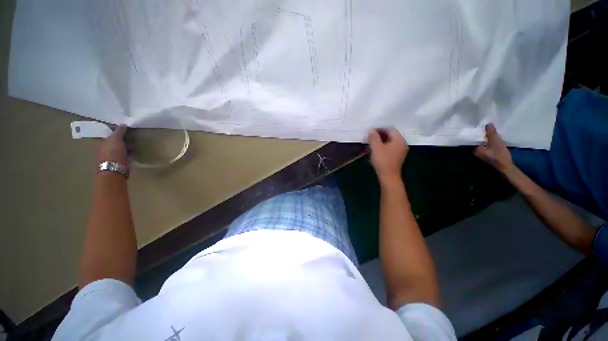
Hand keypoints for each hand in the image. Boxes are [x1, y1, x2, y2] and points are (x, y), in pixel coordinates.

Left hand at [97, 125, 128, 164]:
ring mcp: (112, 154)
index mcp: (100, 141)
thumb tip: (123, 124)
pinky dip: (129, 151)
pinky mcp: (119, 159)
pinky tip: (133, 150)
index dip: (113, 128)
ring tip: (132, 141)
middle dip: (121, 136)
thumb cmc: (113, 152)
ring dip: (126, 144)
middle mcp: (104, 146)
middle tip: (129, 134)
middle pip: (113, 139)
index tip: (122, 127)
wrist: (116, 168)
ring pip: (119, 146)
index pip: (105, 131)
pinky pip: (125, 152)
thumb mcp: (116, 138)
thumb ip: (119, 131)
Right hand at [368, 128, 408, 180]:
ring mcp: (400, 151)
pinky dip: (383, 146)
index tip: (370, 131)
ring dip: (381, 141)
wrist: (388, 176)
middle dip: (380, 135)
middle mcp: (402, 144)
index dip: (380, 129)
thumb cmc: (382, 160)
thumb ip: (373, 137)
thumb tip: (371, 130)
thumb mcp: (376, 147)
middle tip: (370, 137)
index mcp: (399, 140)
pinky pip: (390, 148)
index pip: (390, 129)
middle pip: (391, 135)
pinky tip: (376, 150)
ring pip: (390, 142)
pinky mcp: (397, 157)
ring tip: (371, 143)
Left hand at [474, 123, 513, 172]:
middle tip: (485, 125)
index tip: (479, 125)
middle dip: (482, 133)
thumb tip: (488, 124)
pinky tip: (493, 136)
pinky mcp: (487, 153)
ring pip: (483, 141)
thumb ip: (491, 133)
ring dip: (487, 136)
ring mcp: (481, 152)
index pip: (473, 138)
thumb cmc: (500, 154)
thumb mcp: (496, 142)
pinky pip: (487, 144)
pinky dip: (489, 140)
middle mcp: (476, 150)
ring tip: (489, 128)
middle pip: (478, 139)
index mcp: (475, 148)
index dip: (477, 131)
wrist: (506, 166)